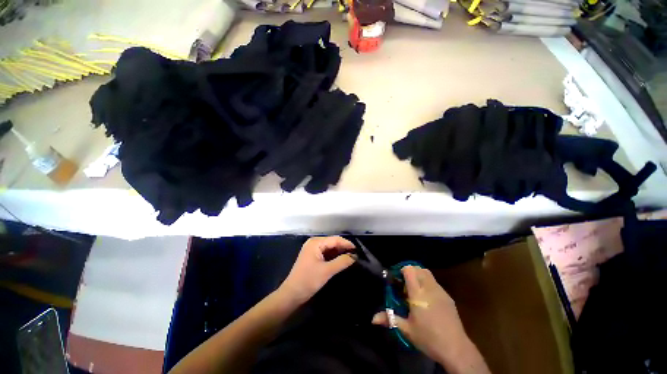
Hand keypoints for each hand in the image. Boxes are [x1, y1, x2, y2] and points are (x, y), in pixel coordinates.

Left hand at [278, 236, 355, 304]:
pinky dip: (334, 257)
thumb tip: (355, 256)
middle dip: (344, 248)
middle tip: (357, 255)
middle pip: (333, 242)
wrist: (291, 295)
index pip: (335, 239)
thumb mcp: (327, 271)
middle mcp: (314, 243)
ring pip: (330, 248)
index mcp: (316, 242)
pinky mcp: (313, 257)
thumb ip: (342, 261)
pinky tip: (342, 261)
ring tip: (352, 258)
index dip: (347, 244)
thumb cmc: (308, 281)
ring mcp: (313, 250)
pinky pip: (326, 253)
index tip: (359, 251)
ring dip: (340, 253)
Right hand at [372, 266, 488, 373]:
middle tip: (404, 285)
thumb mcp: (406, 330)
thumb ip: (390, 319)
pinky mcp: (448, 297)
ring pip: (428, 274)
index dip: (401, 270)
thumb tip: (373, 318)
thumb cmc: (428, 338)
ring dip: (419, 276)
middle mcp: (429, 288)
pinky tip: (427, 299)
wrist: (456, 348)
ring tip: (415, 290)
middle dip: (410, 272)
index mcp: (418, 293)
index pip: (409, 270)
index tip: (397, 280)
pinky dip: (427, 283)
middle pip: (419, 269)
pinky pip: (435, 283)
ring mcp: (440, 291)